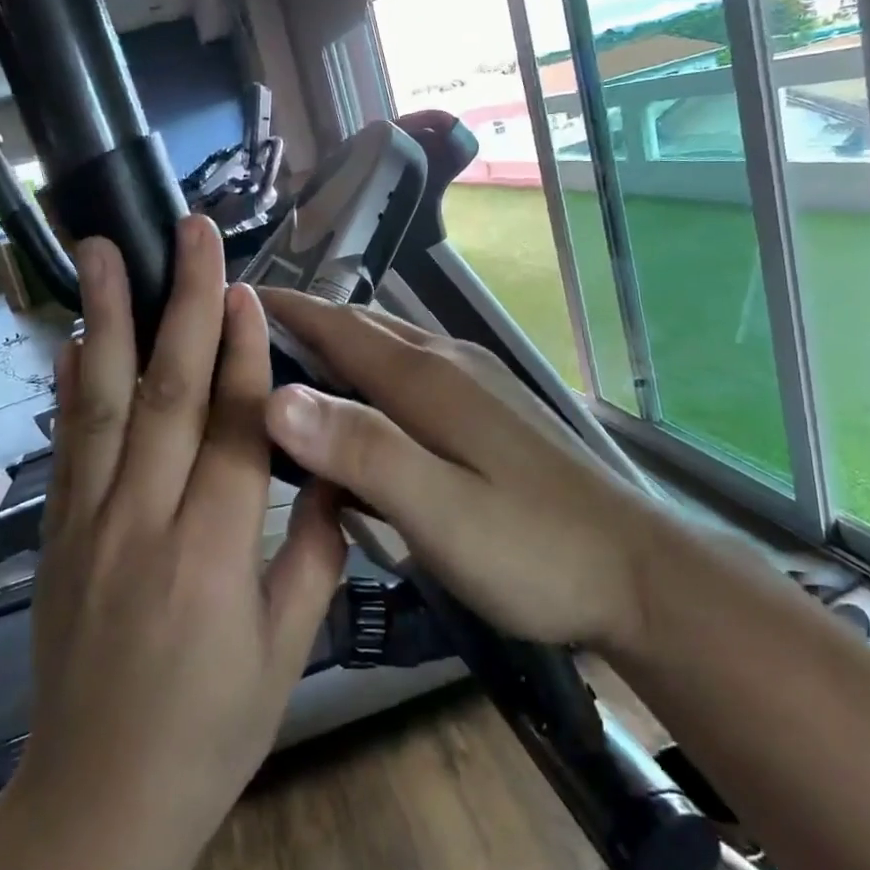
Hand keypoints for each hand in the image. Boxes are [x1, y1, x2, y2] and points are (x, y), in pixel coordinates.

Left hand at [20, 216, 346, 845]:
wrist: (100, 801)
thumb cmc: (212, 728)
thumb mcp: (288, 647)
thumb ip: (314, 548)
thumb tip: (336, 466)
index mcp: (212, 555)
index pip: (232, 428)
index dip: (242, 351)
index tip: (247, 287)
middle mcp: (143, 523)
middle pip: (166, 393)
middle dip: (181, 302)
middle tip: (189, 233)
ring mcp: (89, 524)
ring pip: (101, 403)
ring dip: (106, 319)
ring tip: (101, 250)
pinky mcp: (58, 536)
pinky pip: (68, 446)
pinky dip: (72, 384)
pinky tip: (76, 337)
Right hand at [260, 290, 664, 653]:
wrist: (639, 572)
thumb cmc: (534, 550)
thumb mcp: (439, 512)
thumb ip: (361, 452)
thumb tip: (276, 397)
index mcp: (427, 381)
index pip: (339, 326)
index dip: (285, 309)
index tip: (231, 297)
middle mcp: (450, 364)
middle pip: (365, 328)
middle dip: (307, 322)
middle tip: (248, 335)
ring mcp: (479, 384)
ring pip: (393, 347)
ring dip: (342, 346)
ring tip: (295, 365)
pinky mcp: (496, 409)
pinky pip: (418, 373)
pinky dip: (376, 374)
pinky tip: (370, 407)